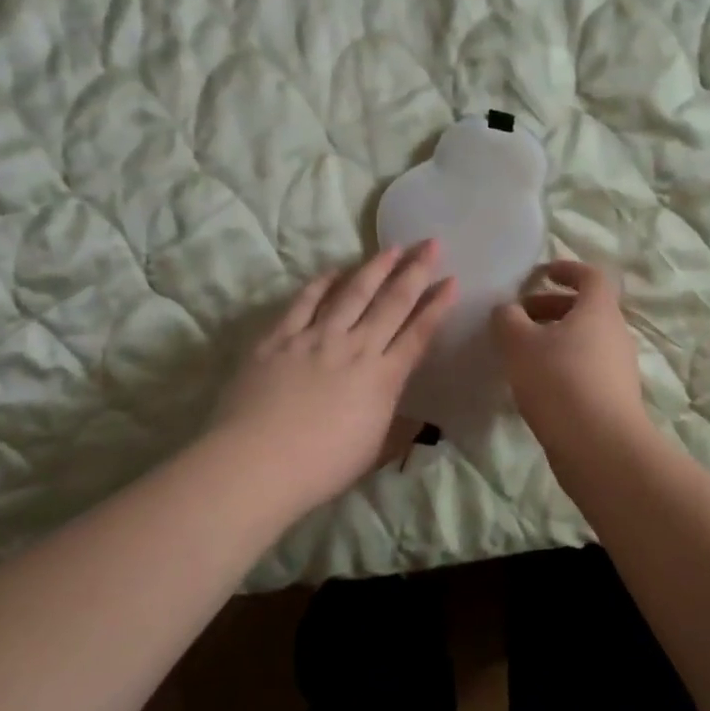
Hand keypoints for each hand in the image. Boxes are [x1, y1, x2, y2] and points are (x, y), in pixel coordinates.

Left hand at [211, 243, 456, 513]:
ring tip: (393, 247)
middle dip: (416, 271)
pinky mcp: (280, 337)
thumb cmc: (320, 467)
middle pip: (392, 302)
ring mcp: (316, 338)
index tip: (452, 281)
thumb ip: (395, 429)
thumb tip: (416, 423)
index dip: (438, 306)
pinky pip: (305, 301)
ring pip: (353, 292)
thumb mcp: (372, 451)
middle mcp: (355, 348)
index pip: (418, 333)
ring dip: (376, 267)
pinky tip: (334, 270)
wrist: (257, 463)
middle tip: (432, 243)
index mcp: (382, 378)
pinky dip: (322, 283)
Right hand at [492, 261, 648, 455]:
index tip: (541, 273)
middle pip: (585, 309)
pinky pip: (586, 369)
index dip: (567, 269)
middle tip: (518, 317)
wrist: (600, 447)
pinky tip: (535, 386)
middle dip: (550, 307)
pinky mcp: (614, 398)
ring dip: (554, 339)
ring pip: (584, 341)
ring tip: (520, 354)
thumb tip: (507, 309)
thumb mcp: (520, 344)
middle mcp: (615, 334)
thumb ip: (508, 319)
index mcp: (599, 310)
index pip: (591, 276)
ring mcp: (618, 368)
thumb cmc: (559, 381)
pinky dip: (562, 366)